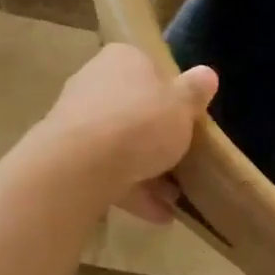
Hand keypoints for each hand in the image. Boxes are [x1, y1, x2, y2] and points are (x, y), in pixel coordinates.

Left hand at [40, 44, 217, 222]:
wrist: (81, 166)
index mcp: (122, 59)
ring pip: (120, 144)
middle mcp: (94, 83)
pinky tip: (158, 214)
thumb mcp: (182, 105)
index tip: (188, 118)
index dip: (171, 93)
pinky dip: (131, 190)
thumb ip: (195, 92)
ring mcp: (77, 121)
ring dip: (147, 170)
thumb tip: (207, 74)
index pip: (150, 68)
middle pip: (134, 109)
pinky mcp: (68, 157)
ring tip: (175, 197)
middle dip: (158, 137)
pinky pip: (107, 172)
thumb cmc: (140, 123)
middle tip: (184, 160)